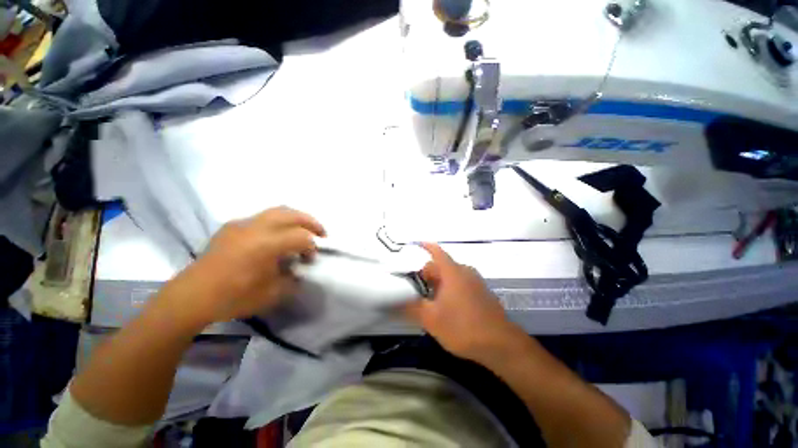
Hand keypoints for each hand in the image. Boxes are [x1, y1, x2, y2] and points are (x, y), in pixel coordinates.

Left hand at [162, 207, 325, 326]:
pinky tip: (275, 235)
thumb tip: (300, 269)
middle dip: (311, 222)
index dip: (312, 246)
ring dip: (295, 218)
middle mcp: (255, 228)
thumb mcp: (271, 293)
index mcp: (266, 245)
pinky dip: (277, 222)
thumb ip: (292, 278)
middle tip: (321, 232)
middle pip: (292, 214)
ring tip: (302, 229)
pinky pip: (261, 217)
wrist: (192, 296)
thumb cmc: (233, 297)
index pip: (301, 237)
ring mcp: (242, 224)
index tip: (311, 258)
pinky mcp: (232, 226)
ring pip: (277, 210)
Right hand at [404, 243, 522, 362]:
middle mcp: (465, 271)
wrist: (500, 344)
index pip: (436, 251)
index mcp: (452, 272)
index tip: (413, 246)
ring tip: (428, 300)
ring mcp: (475, 281)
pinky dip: (450, 288)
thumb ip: (411, 308)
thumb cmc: (463, 327)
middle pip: (441, 265)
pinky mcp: (481, 292)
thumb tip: (393, 303)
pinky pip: (461, 283)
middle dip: (427, 274)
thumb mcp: (431, 319)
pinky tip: (446, 306)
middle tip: (415, 288)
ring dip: (438, 283)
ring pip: (451, 275)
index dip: (424, 246)